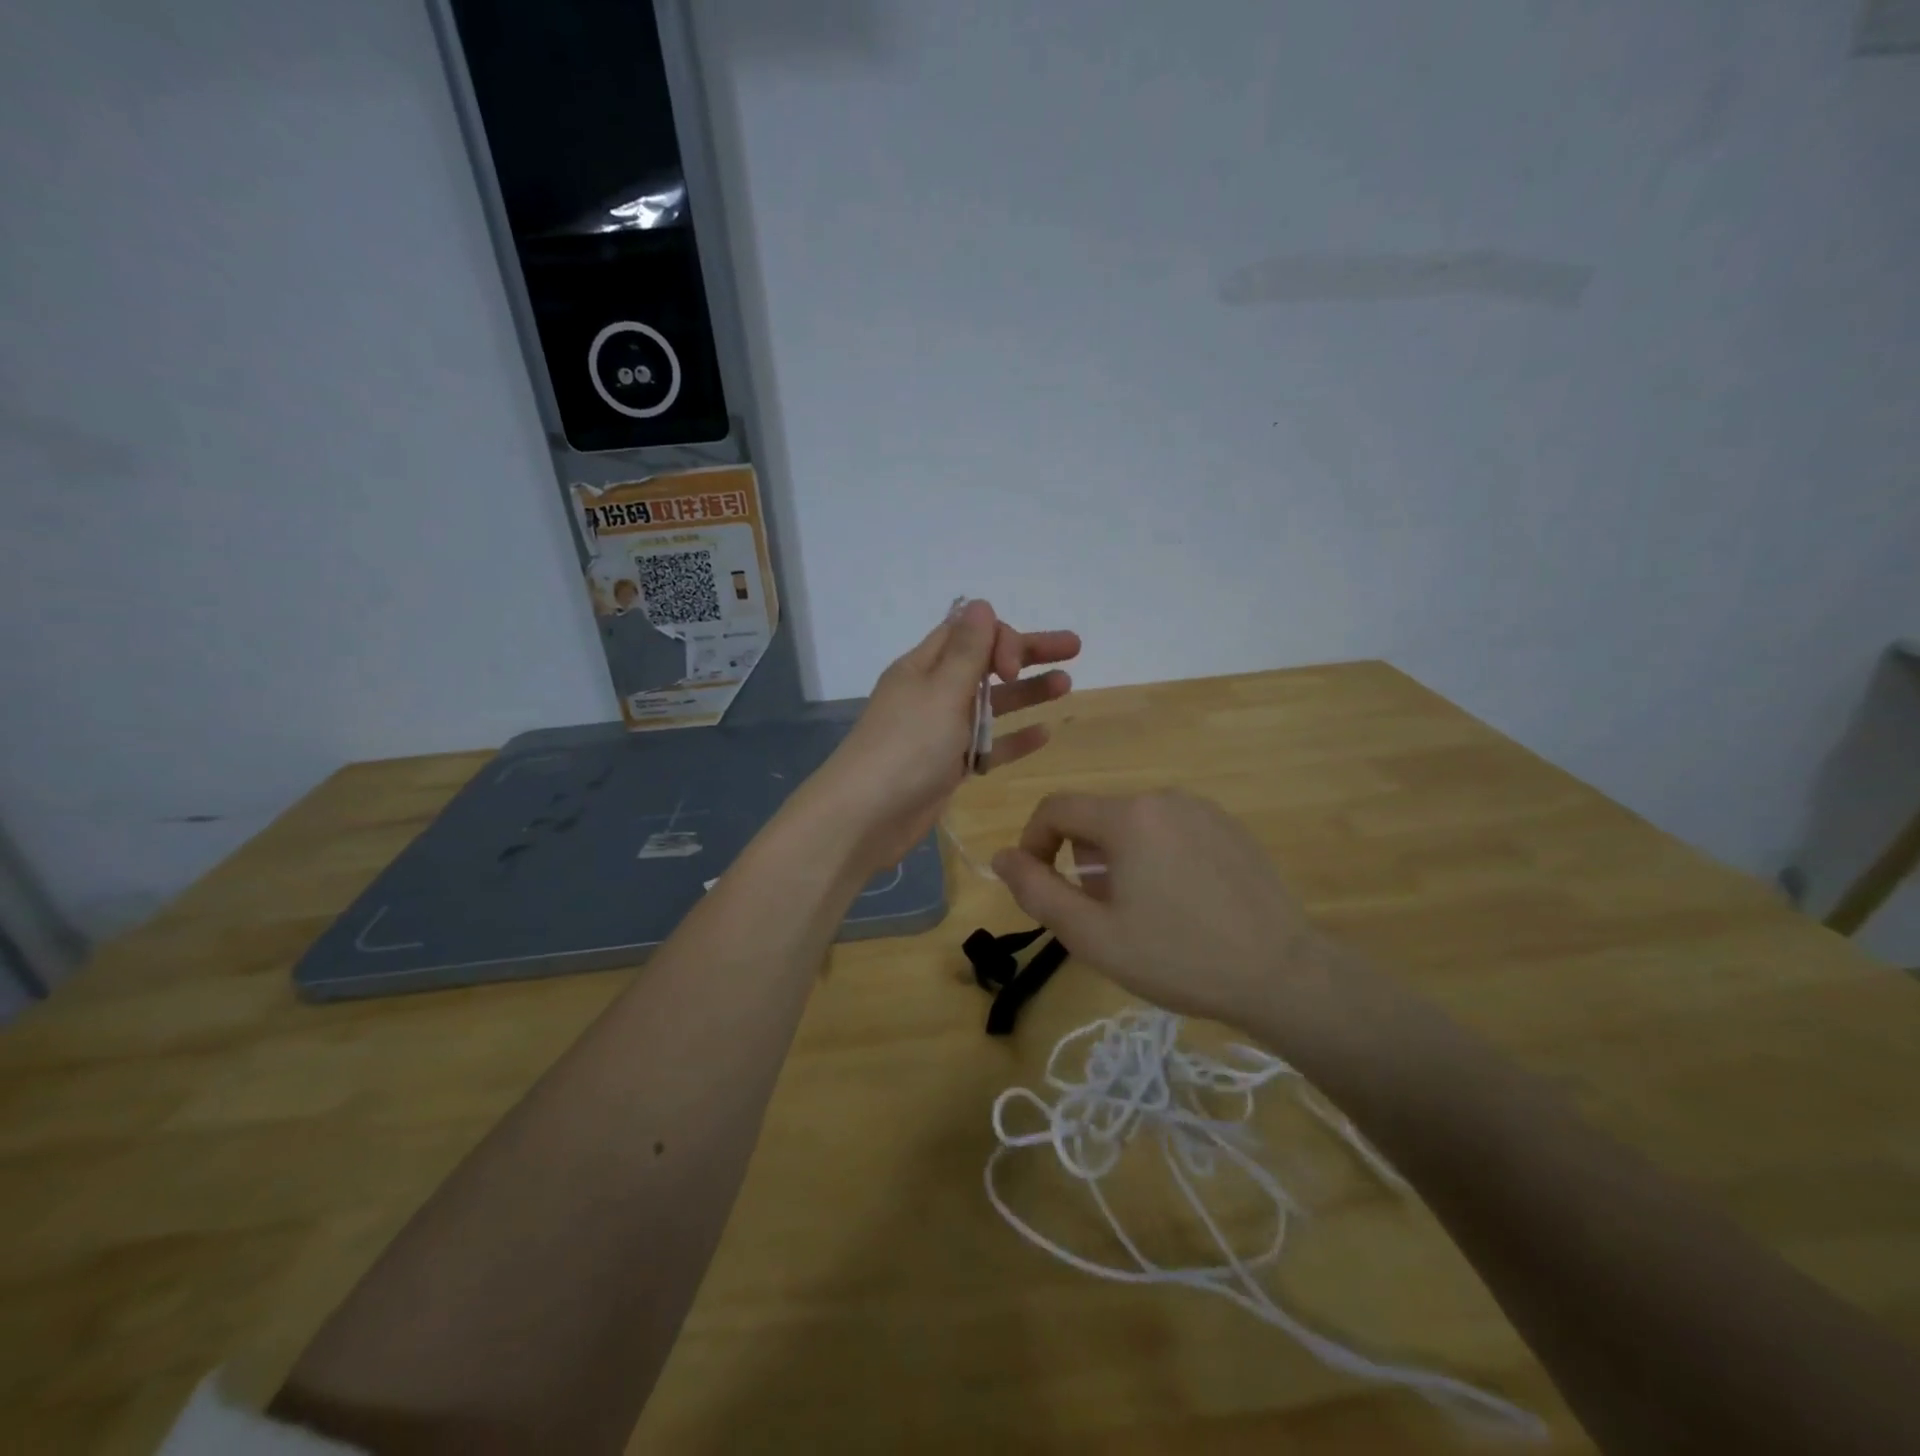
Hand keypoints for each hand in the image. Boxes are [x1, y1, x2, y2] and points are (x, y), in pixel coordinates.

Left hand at [803, 600, 1079, 874]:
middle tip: (1074, 647)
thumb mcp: (941, 692)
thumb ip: (966, 652)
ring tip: (1066, 685)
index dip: (1000, 638)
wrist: (865, 817)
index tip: (1012, 668)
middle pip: (985, 664)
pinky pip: (987, 745)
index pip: (968, 633)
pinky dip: (1013, 738)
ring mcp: (940, 731)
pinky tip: (1045, 733)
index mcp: (923, 667)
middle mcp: (932, 693)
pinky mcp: (947, 766)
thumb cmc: (906, 747)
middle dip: (1027, 654)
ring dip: (1025, 693)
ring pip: (990, 704)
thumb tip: (981, 604)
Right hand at [991, 790, 1335, 1029]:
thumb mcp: (1093, 935)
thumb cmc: (1177, 957)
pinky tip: (1182, 903)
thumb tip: (1001, 857)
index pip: (1056, 808)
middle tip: (1099, 914)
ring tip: (1143, 912)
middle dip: (1082, 860)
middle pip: (1096, 818)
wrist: (1282, 973)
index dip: (1033, 842)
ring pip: (1134, 825)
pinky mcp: (1229, 827)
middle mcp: (1163, 798)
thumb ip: (1037, 892)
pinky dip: (1157, 856)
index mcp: (1127, 817)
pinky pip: (1171, 830)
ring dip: (1119, 860)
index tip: (1038, 885)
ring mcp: (1202, 810)